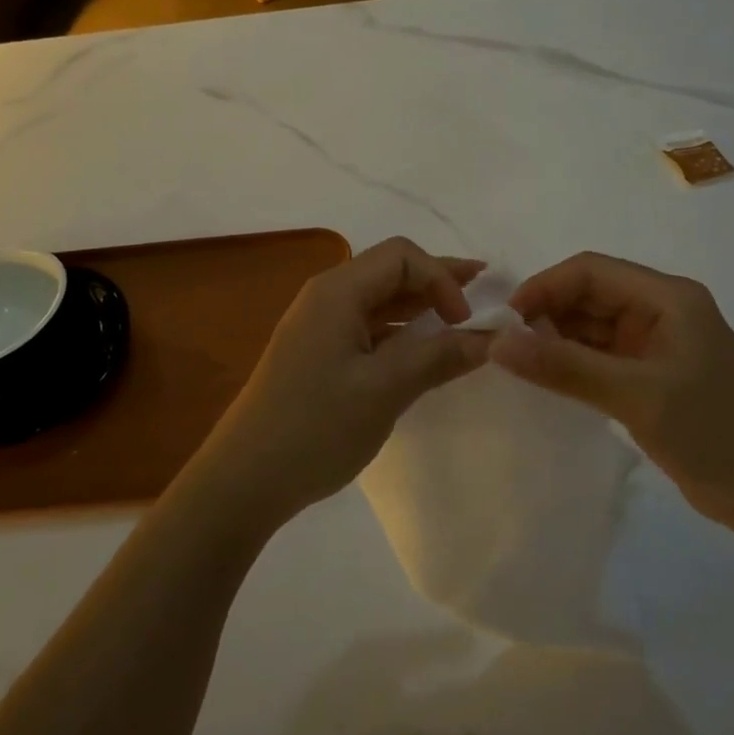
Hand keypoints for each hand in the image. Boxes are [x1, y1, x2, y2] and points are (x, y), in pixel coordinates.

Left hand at [196, 237, 490, 528]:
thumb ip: (438, 356)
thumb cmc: (316, 427)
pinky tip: (421, 350)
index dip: (441, 277)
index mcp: (337, 291)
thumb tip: (488, 338)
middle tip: (483, 293)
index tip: (465, 321)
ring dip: (421, 307)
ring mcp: (319, 326)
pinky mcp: (318, 354)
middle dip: (437, 281)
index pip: (401, 256)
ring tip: (460, 321)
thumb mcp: (385, 390)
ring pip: (380, 300)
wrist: (245, 479)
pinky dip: (400, 332)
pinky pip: (367, 327)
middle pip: (390, 272)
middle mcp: (326, 297)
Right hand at [488, 252, 733, 527]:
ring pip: (591, 324)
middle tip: (506, 345)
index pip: (591, 271)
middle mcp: (660, 309)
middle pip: (589, 294)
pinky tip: (546, 377)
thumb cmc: (710, 433)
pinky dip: (571, 361)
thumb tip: (498, 343)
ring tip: (518, 362)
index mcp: (668, 297)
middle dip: (546, 313)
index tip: (506, 319)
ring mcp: (655, 342)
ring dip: (555, 338)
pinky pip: (599, 353)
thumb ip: (564, 367)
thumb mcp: (634, 396)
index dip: (544, 287)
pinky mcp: (650, 372)